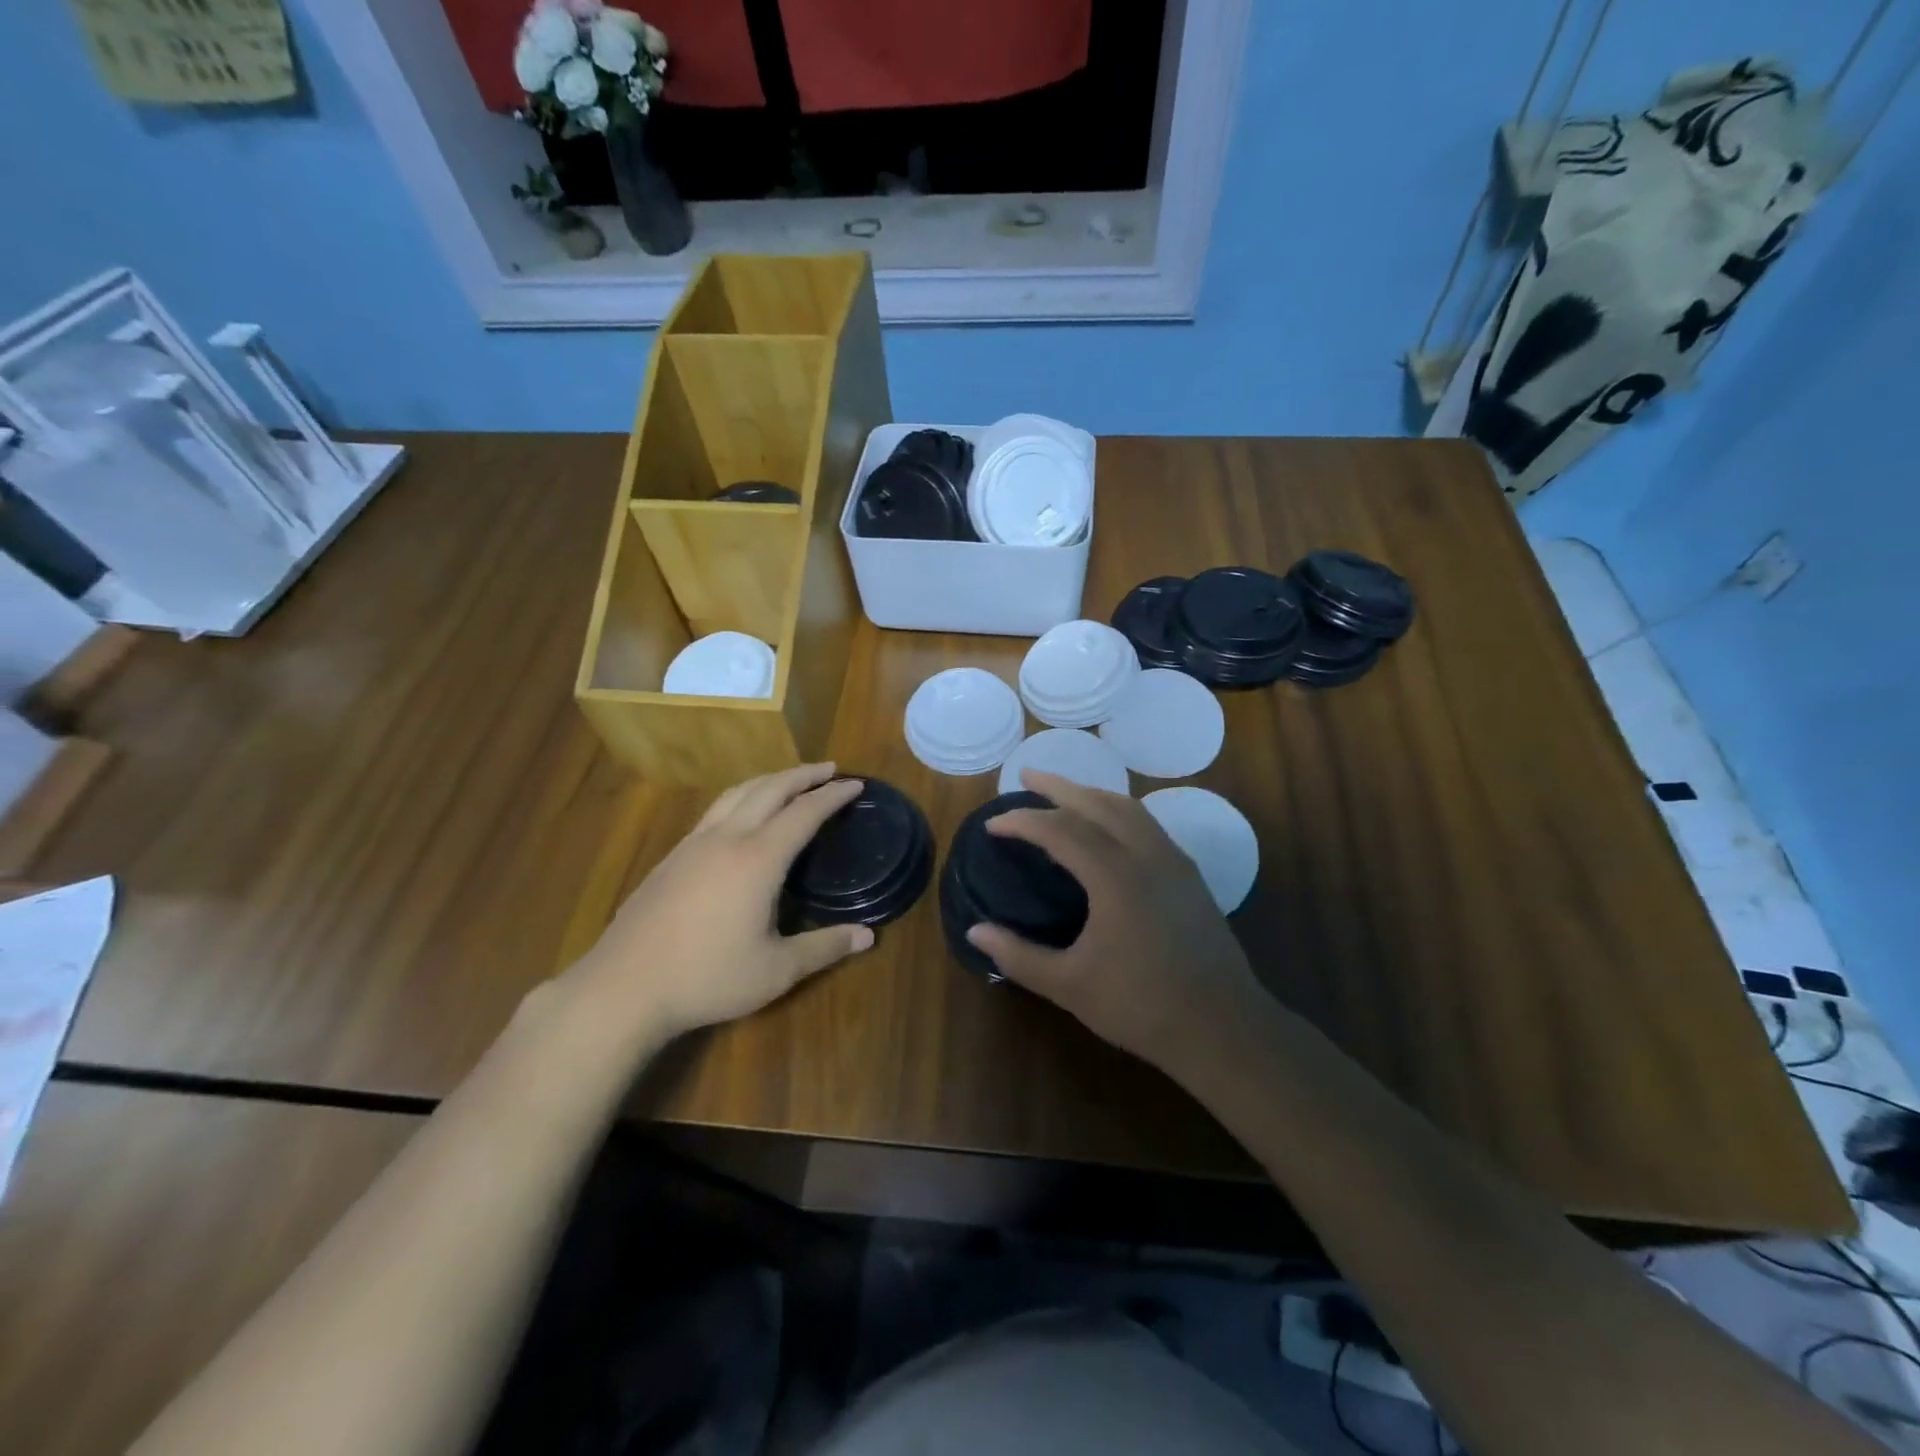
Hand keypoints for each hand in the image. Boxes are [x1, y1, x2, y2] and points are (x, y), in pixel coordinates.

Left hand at [570, 764, 871, 1040]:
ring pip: (737, 793)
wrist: (623, 988)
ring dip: (769, 780)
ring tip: (789, 781)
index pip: (804, 813)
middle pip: (769, 790)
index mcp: (758, 859)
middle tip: (829, 769)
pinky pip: (715, 810)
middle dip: (803, 775)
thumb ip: (825, 948)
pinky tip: (741, 816)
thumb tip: (868, 935)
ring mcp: (693, 845)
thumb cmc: (707, 978)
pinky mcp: (671, 857)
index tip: (855, 784)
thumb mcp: (776, 970)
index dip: (832, 796)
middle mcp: (727, 839)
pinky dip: (742, 798)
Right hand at [967, 771, 1266, 1074]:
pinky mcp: (1189, 874)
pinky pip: (1147, 823)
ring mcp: (1173, 860)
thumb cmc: (1141, 1006)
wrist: (1223, 1027)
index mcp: (1115, 876)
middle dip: (1058, 785)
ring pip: (1128, 807)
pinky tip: (1106, 827)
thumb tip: (974, 933)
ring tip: (1063, 794)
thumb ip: (1019, 956)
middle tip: (1025, 775)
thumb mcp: (1070, 985)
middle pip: (1097, 802)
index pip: (1060, 829)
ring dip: (1091, 793)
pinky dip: (1117, 810)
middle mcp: (1146, 854)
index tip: (992, 825)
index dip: (1022, 821)